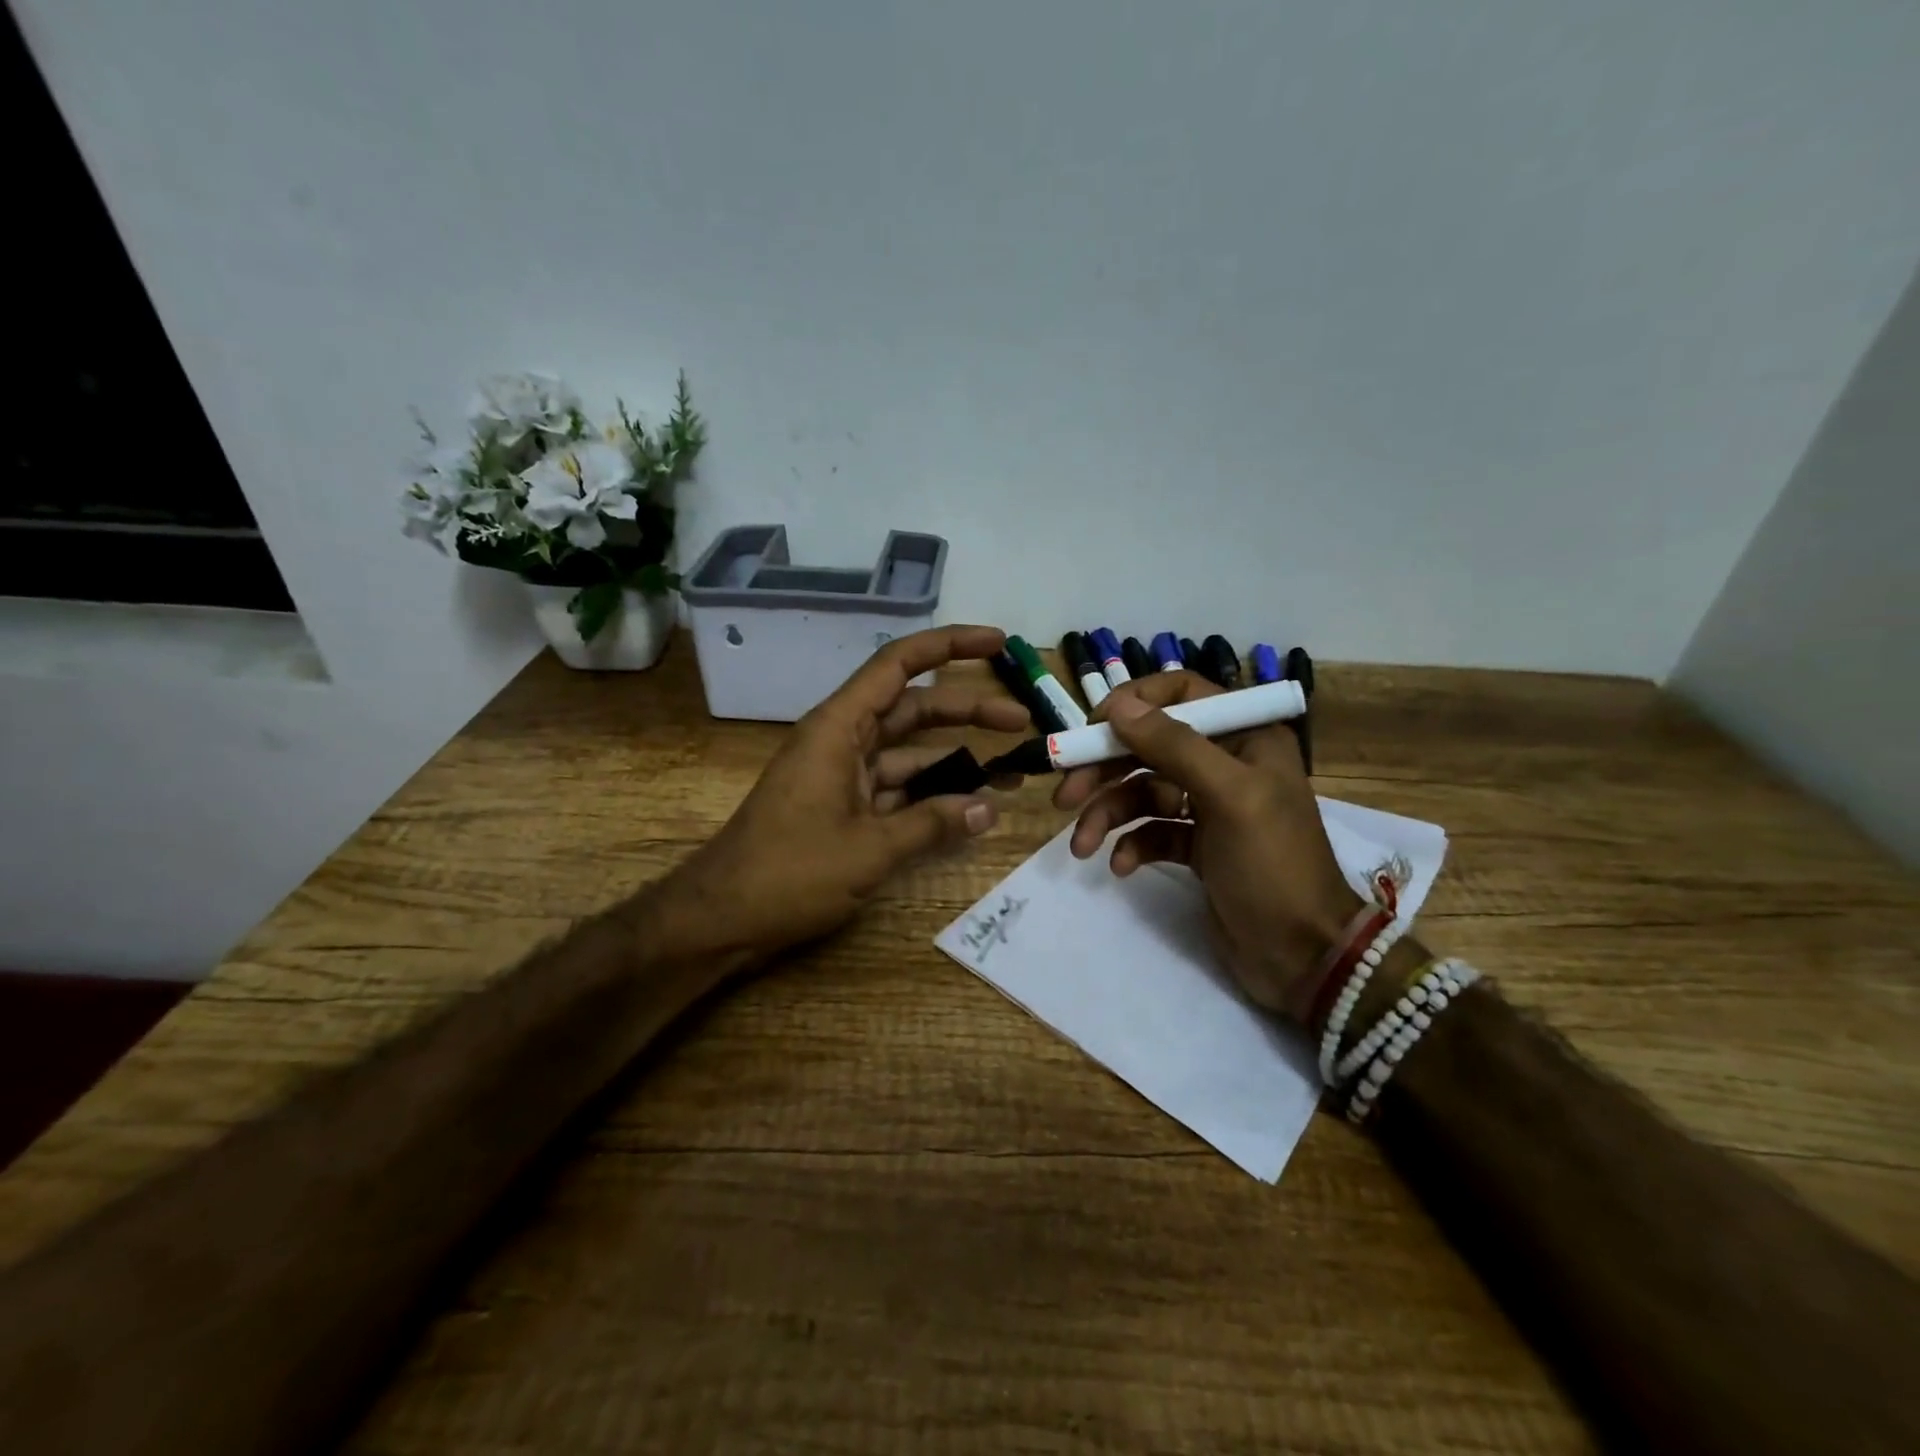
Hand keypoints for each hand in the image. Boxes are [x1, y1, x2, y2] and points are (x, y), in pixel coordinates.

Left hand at [642, 626, 1027, 968]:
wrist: (722, 919)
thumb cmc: (788, 873)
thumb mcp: (868, 849)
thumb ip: (932, 825)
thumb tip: (988, 810)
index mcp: (839, 727)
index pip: (899, 665)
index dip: (949, 645)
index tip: (997, 642)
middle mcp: (842, 740)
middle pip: (913, 708)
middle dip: (967, 709)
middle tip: (1021, 718)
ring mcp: (842, 774)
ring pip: (908, 750)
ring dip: (954, 756)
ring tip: (1009, 767)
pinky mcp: (843, 806)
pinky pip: (895, 786)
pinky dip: (930, 792)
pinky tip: (967, 806)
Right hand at [1054, 671, 1361, 1021]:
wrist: (1304, 956)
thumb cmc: (1273, 865)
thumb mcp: (1228, 797)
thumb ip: (1174, 745)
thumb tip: (1118, 704)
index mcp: (1245, 737)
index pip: (1181, 694)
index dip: (1133, 704)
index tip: (1092, 729)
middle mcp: (1226, 763)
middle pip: (1150, 746)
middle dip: (1105, 770)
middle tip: (1065, 796)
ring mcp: (1210, 806)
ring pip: (1143, 792)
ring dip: (1108, 814)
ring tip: (1081, 845)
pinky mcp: (1197, 845)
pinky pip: (1151, 831)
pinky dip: (1131, 843)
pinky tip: (1121, 866)